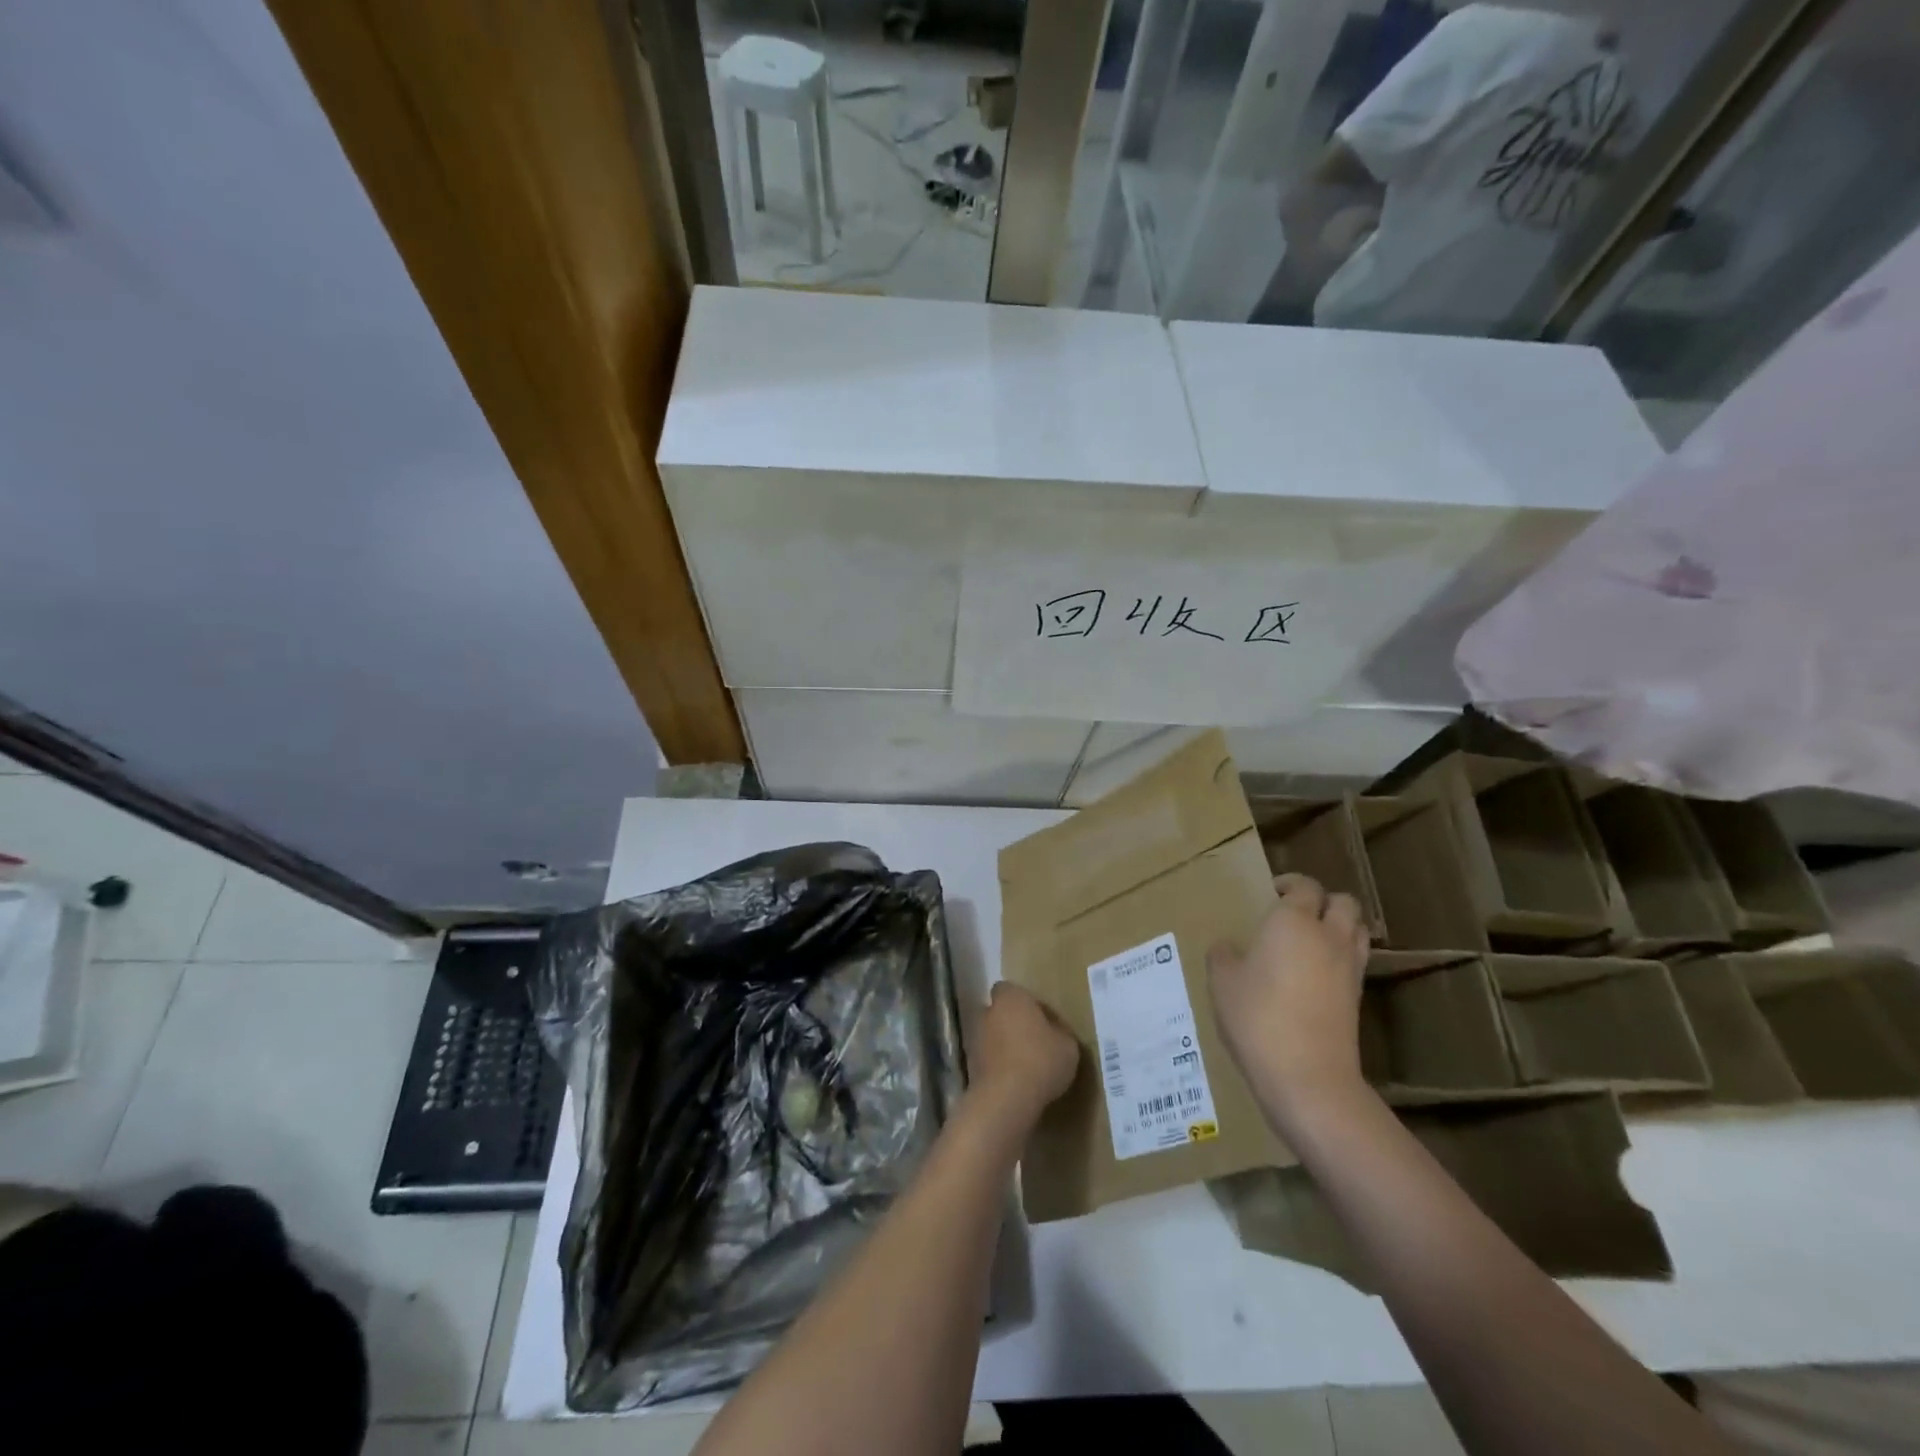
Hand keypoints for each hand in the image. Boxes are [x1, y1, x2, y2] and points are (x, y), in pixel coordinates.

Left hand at [969, 982, 1078, 1127]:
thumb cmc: (1041, 1060)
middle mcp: (988, 1011)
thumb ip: (1060, 1031)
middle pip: (1001, 1012)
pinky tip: (1016, 1082)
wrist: (1006, 1098)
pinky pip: (989, 1059)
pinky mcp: (970, 1064)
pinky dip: (999, 1066)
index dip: (1026, 1003)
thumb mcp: (1068, 1045)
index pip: (1012, 990)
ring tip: (1027, 1066)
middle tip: (1035, 1042)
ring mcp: (975, 1038)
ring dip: (1005, 1046)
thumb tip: (1054, 1031)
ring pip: (993, 1036)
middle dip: (1014, 1023)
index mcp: (1011, 997)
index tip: (1042, 1020)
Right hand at [1207, 873, 1371, 1131]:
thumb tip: (1229, 948)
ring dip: (1339, 926)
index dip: (1290, 884)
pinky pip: (1356, 960)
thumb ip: (1224, 956)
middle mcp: (1328, 936)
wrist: (1307, 1076)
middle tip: (1295, 913)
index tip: (1271, 892)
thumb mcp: (1222, 982)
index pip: (1304, 886)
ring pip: (1357, 929)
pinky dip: (1342, 956)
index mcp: (1293, 921)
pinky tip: (1316, 973)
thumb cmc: (1258, 1018)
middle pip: (1343, 902)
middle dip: (1323, 900)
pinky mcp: (1358, 998)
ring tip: (1312, 939)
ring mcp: (1349, 968)